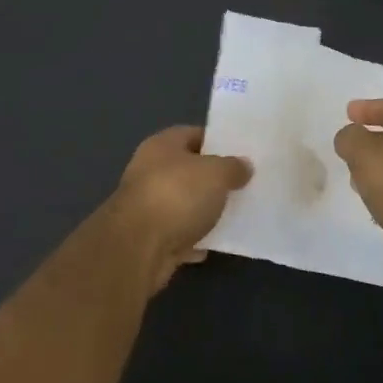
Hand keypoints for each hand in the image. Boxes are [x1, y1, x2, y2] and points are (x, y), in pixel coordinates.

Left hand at [110, 126, 251, 292]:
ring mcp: (147, 206)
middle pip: (188, 170)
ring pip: (184, 204)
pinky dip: (195, 240)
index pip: (193, 134)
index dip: (217, 142)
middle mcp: (150, 171)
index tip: (242, 153)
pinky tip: (215, 244)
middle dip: (213, 179)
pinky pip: (179, 235)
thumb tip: (244, 165)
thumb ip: (233, 167)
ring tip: (235, 215)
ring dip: (204, 211)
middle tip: (244, 185)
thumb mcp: (216, 173)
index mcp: (162, 145)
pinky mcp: (149, 238)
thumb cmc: (177, 195)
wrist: (138, 247)